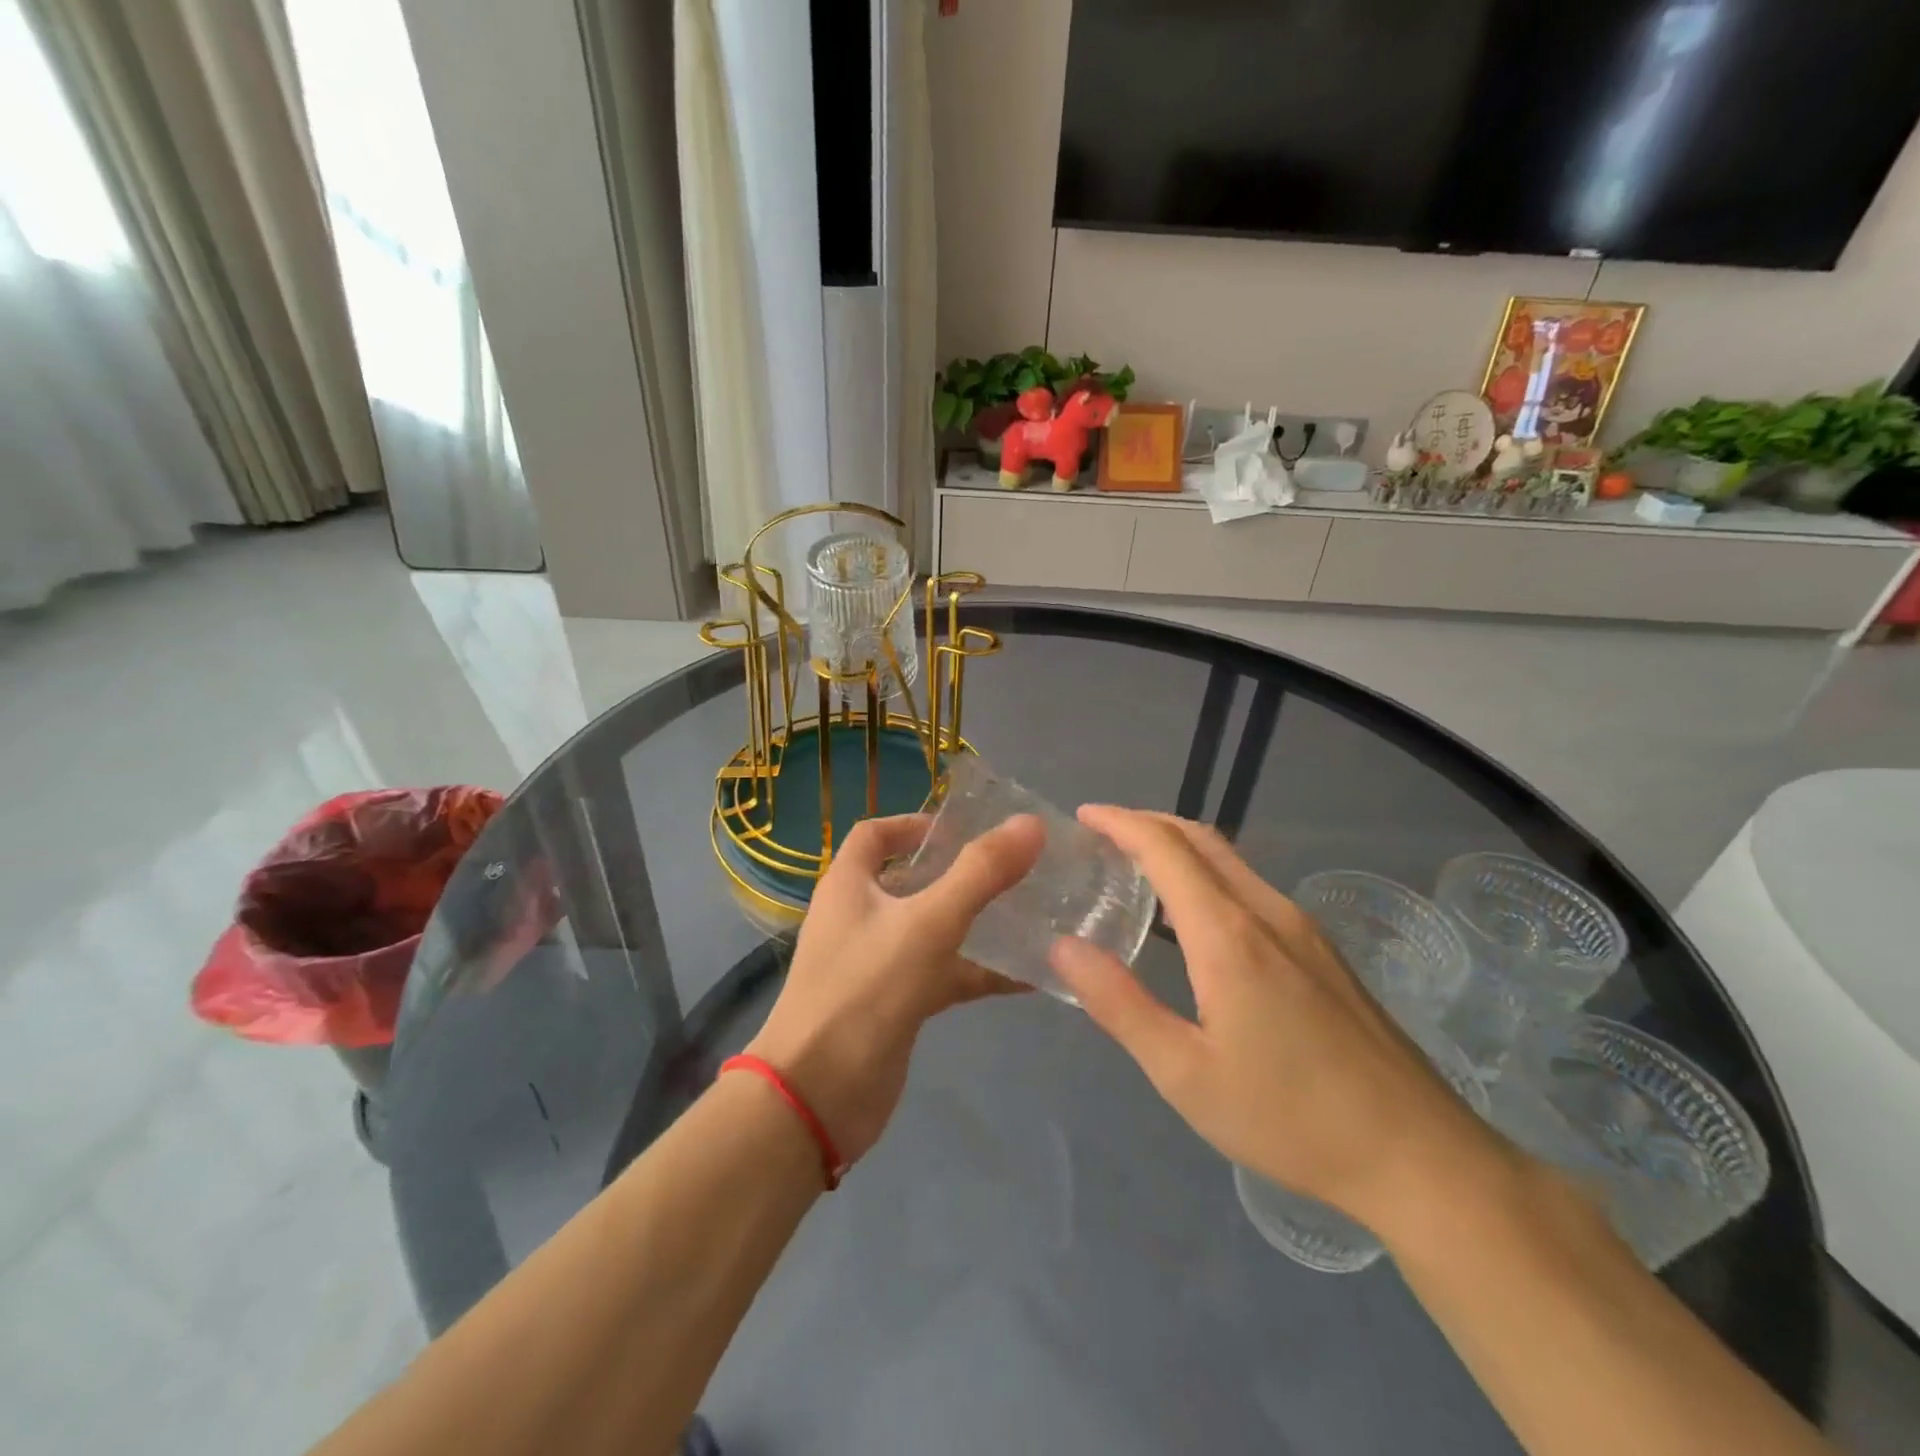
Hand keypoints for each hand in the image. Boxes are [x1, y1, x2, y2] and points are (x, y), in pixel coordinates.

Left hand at [746, 812, 1044, 1169]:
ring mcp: (876, 963)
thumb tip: (1031, 824)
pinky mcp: (895, 1004)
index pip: (874, 835)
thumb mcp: (928, 923)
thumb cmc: (865, 990)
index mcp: (849, 885)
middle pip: (910, 880)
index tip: (962, 828)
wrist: (818, 1096)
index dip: (913, 824)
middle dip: (957, 873)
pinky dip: (978, 972)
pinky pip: (942, 975)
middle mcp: (859, 917)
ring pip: (931, 930)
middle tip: (1012, 868)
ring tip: (1030, 914)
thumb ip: (980, 873)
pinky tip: (1027, 977)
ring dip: (974, 923)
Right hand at [1049, 807, 1511, 1232]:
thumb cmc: (1290, 1117)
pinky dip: (1208, 876)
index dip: (1121, 822)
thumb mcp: (1185, 1074)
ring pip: (1230, 861)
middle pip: (1201, 838)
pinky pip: (1251, 888)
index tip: (1084, 816)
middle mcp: (1267, 912)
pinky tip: (1194, 920)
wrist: (1419, 1156)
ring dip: (1179, 848)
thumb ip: (1119, 1005)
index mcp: (1228, 934)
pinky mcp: (1322, 951)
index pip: (1166, 848)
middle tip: (1102, 834)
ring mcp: (1302, 928)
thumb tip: (1064, 947)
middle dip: (1148, 823)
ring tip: (1136, 870)